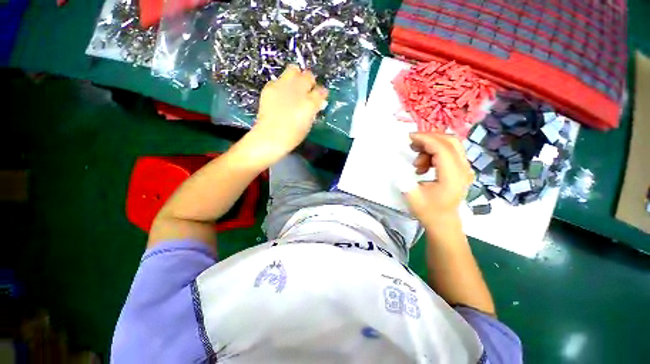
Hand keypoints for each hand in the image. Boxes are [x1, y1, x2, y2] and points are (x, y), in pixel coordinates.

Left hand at [248, 65, 327, 164]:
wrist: (270, 137)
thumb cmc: (292, 136)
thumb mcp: (308, 124)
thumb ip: (313, 110)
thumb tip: (316, 103)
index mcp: (310, 103)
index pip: (321, 91)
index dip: (321, 93)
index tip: (320, 97)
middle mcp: (298, 91)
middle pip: (308, 75)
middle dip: (310, 81)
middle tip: (307, 90)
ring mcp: (283, 86)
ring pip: (293, 69)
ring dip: (296, 76)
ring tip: (294, 87)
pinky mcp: (270, 87)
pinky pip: (279, 79)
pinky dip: (282, 85)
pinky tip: (280, 95)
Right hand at [404, 133, 473, 225]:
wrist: (443, 222)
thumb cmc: (428, 211)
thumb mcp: (412, 197)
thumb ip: (404, 179)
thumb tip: (398, 163)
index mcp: (452, 176)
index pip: (442, 148)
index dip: (425, 139)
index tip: (409, 138)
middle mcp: (463, 169)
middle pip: (450, 141)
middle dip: (429, 139)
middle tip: (412, 145)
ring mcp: (464, 169)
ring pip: (450, 145)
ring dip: (431, 147)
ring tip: (417, 163)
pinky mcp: (461, 170)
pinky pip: (449, 152)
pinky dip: (435, 153)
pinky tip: (424, 165)